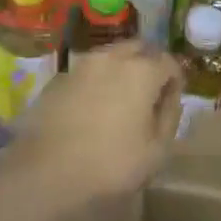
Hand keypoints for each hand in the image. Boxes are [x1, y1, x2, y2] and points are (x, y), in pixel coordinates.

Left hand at [6, 42, 181, 202]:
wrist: (46, 171)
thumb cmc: (110, 164)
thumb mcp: (156, 150)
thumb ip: (169, 116)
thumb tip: (170, 96)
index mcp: (141, 71)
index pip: (168, 61)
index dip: (175, 79)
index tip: (172, 99)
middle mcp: (112, 57)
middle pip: (138, 48)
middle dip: (149, 64)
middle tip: (149, 92)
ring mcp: (81, 64)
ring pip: (110, 55)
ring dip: (121, 68)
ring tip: (120, 98)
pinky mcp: (58, 78)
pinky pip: (86, 71)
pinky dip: (96, 81)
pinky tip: (91, 106)